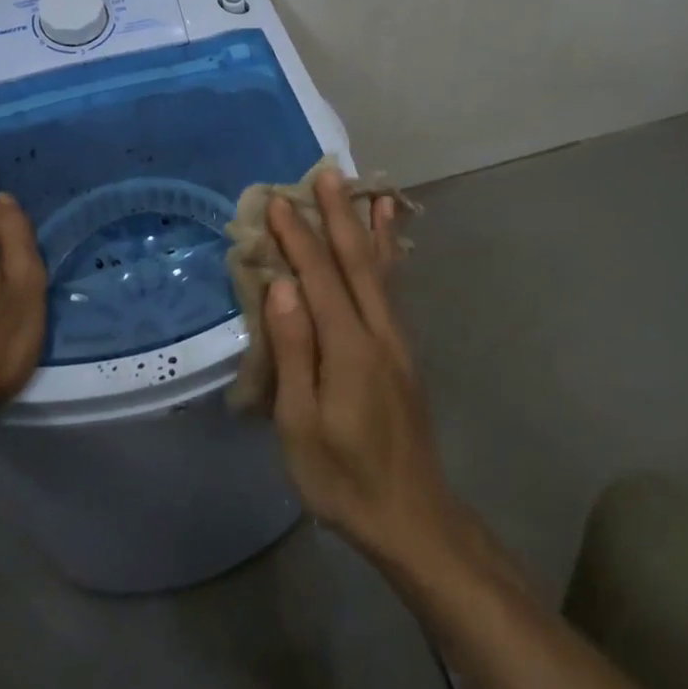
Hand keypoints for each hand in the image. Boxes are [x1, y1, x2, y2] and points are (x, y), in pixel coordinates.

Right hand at [265, 168, 458, 568]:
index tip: (275, 201)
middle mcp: (378, 332)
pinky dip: (387, 258)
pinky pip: (391, 290)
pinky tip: (386, 247)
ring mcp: (396, 341)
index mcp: (349, 348)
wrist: (412, 516)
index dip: (296, 237)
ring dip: (368, 228)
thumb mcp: (302, 424)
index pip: (319, 277)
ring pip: (381, 271)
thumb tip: (282, 288)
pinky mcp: (402, 353)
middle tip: (327, 173)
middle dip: (339, 215)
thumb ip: (295, 351)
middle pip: (357, 261)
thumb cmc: (343, 477)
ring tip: (368, 190)